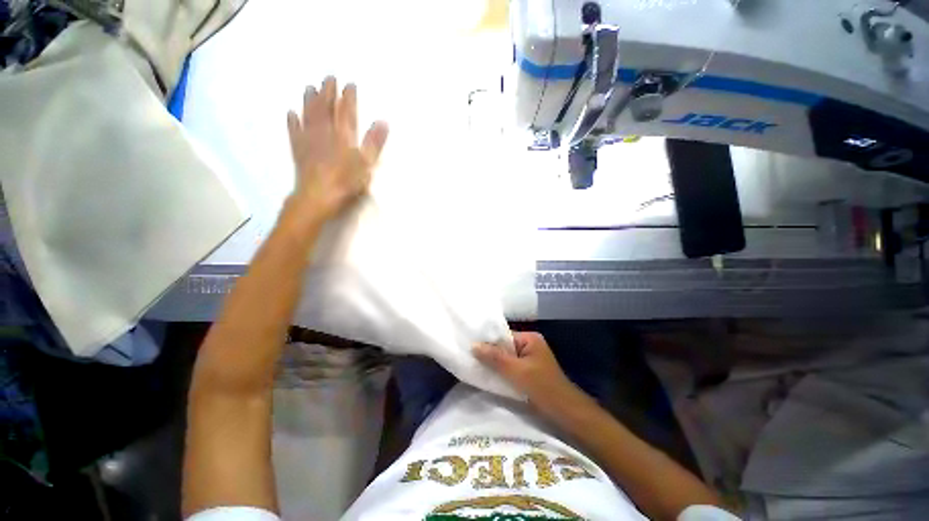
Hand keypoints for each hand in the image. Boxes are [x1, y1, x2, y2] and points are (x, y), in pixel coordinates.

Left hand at [286, 76, 388, 221]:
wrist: (318, 197)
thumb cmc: (346, 182)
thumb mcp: (366, 164)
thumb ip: (374, 143)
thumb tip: (383, 122)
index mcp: (343, 136)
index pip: (346, 111)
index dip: (348, 97)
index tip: (350, 84)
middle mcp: (324, 132)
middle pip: (325, 108)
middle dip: (328, 92)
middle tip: (329, 78)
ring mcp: (309, 140)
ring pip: (308, 115)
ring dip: (309, 100)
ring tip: (309, 87)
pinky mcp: (298, 151)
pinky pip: (294, 131)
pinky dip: (292, 121)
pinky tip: (291, 113)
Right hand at [473, 331, 578, 407]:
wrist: (564, 412)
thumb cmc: (542, 387)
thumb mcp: (516, 370)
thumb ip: (495, 357)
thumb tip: (473, 345)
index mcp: (530, 339)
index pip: (503, 336)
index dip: (488, 341)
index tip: (470, 346)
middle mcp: (529, 346)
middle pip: (504, 347)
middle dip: (489, 354)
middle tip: (469, 357)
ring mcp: (528, 360)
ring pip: (506, 359)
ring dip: (493, 364)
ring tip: (474, 366)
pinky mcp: (527, 373)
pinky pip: (510, 369)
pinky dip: (500, 372)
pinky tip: (487, 376)